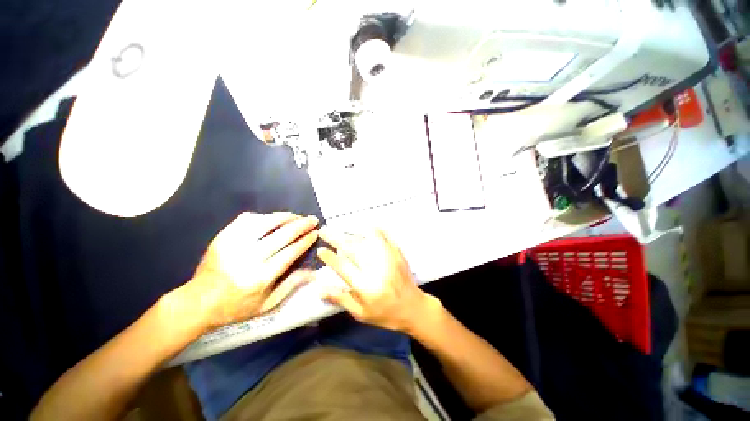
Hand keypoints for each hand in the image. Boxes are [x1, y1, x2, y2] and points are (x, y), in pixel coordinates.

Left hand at [186, 212, 318, 329]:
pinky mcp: (222, 237)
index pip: (290, 252)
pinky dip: (264, 216)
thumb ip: (291, 285)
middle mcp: (247, 258)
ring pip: (265, 223)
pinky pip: (247, 219)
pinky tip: (273, 218)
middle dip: (301, 225)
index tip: (316, 233)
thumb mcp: (267, 305)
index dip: (305, 240)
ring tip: (297, 216)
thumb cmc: (236, 307)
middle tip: (313, 219)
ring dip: (285, 217)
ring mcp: (233, 245)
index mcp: (260, 277)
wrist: (197, 302)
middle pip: (281, 235)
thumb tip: (314, 271)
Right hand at [317, 227, 430, 332]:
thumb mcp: (360, 313)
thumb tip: (320, 288)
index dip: (330, 258)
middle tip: (325, 230)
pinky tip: (367, 226)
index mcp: (365, 286)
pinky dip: (374, 230)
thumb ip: (341, 299)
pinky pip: (384, 237)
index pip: (343, 267)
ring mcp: (388, 259)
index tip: (321, 249)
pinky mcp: (397, 254)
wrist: (413, 308)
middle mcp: (376, 270)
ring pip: (367, 240)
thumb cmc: (384, 314)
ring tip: (343, 227)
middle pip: (353, 249)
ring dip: (353, 232)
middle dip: (336, 239)